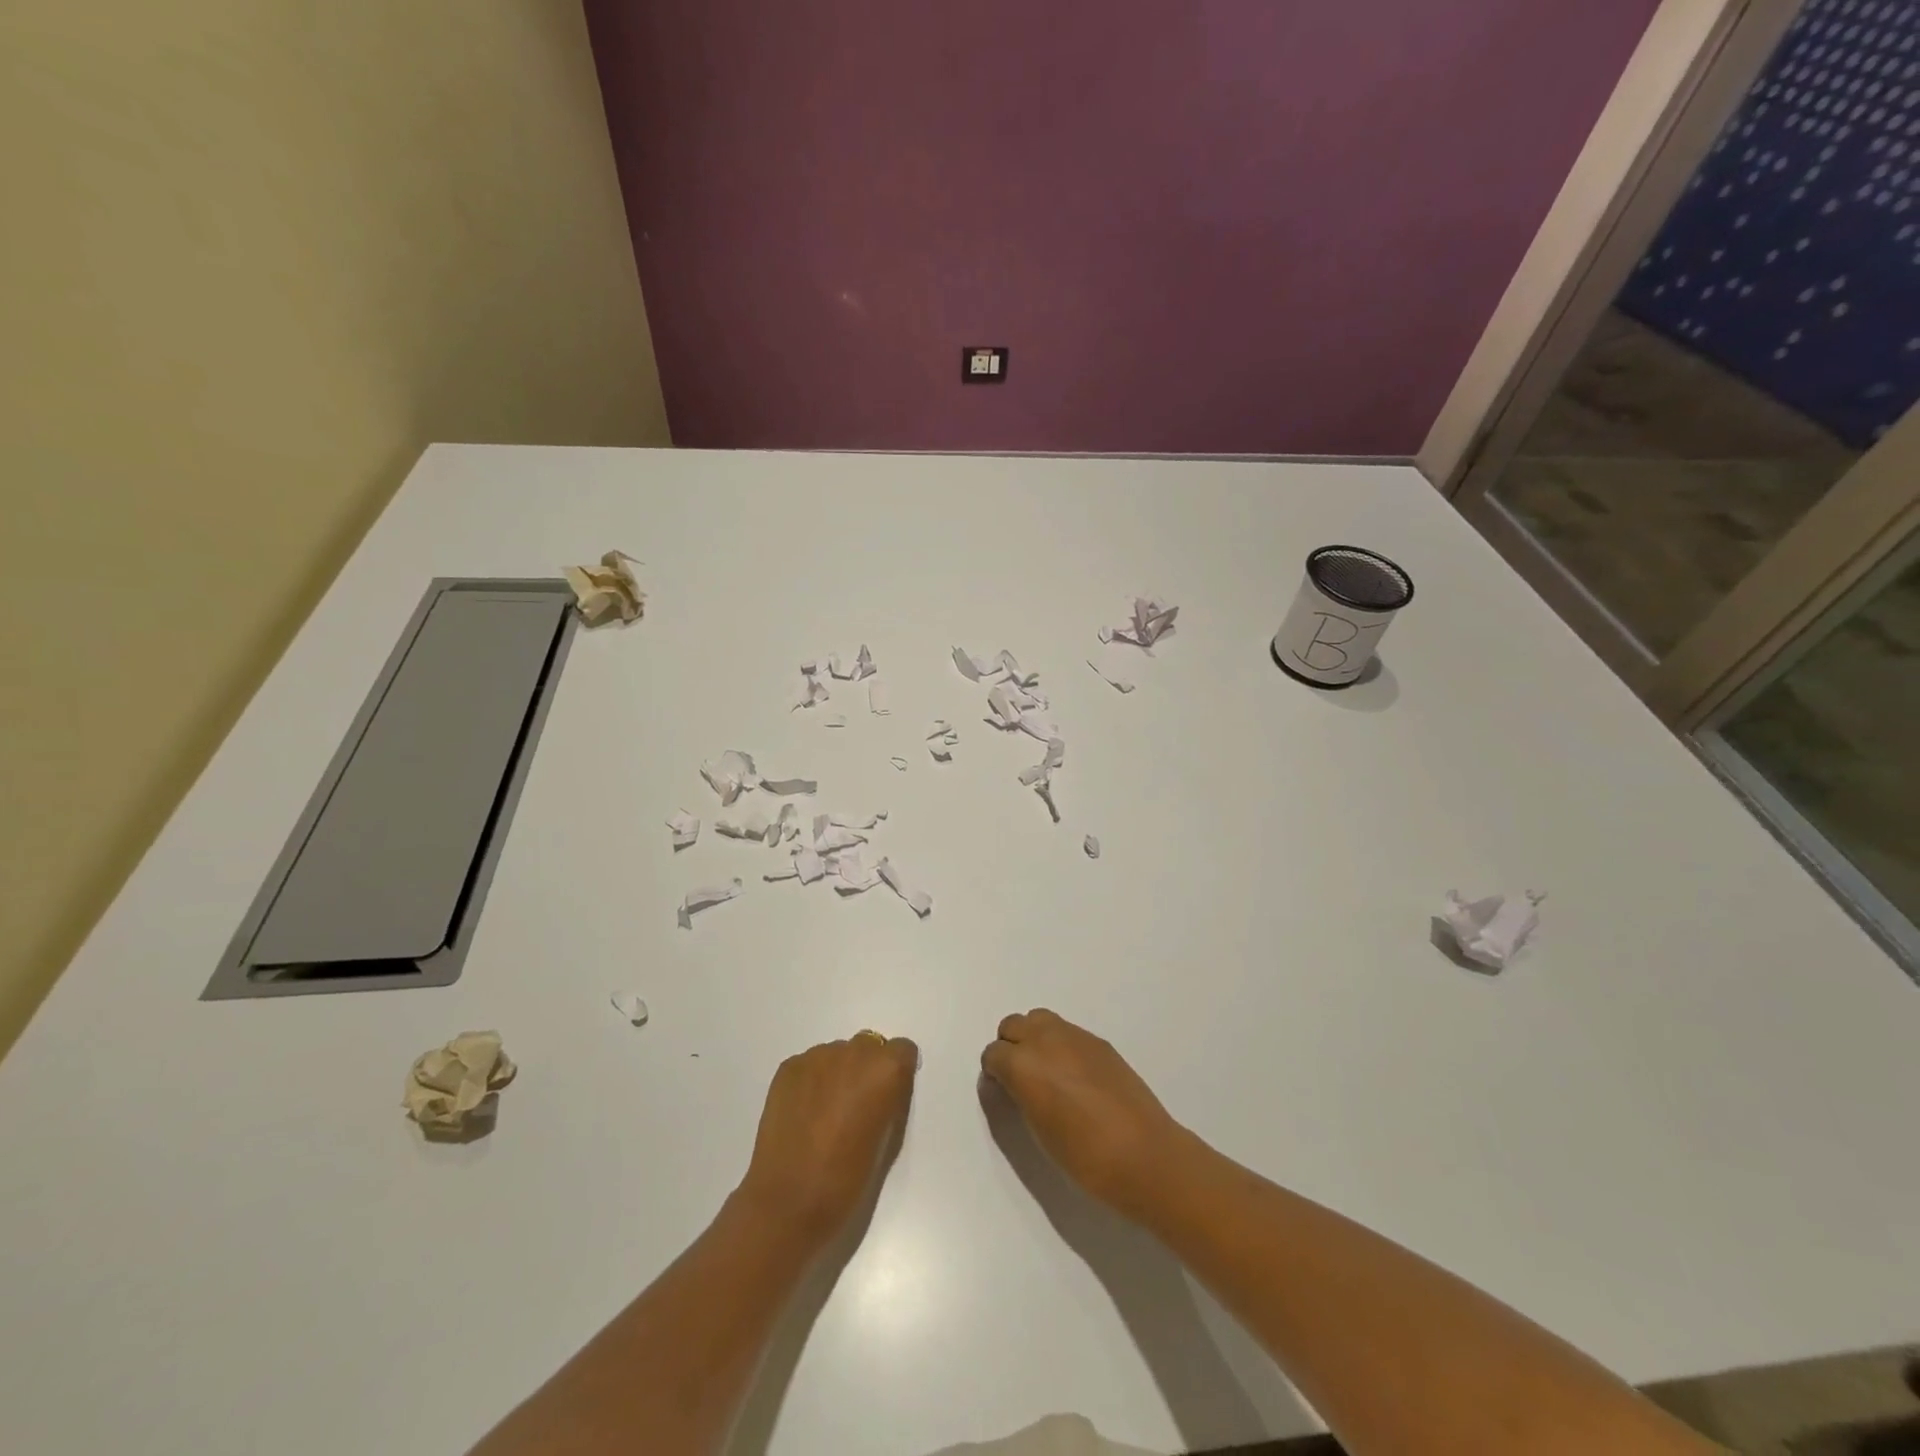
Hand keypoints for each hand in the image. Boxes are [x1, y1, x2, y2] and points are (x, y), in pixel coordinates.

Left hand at [737, 1033, 919, 1245]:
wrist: (788, 1201)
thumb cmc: (847, 1180)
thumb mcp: (887, 1140)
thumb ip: (889, 1101)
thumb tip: (882, 1090)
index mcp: (884, 1070)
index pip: (902, 1050)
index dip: (897, 1073)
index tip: (888, 1096)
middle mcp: (853, 1052)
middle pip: (868, 1047)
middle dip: (866, 1069)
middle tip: (856, 1106)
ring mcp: (816, 1057)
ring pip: (837, 1054)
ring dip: (838, 1074)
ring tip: (825, 1113)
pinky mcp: (788, 1068)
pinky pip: (810, 1065)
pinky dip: (812, 1082)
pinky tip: (804, 1114)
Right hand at [981, 1009, 1186, 1218]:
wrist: (1144, 1155)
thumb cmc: (1084, 1157)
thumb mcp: (1038, 1131)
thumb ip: (1020, 1098)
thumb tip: (1013, 1085)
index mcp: (1023, 1065)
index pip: (993, 1054)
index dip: (994, 1073)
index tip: (1002, 1091)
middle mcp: (1044, 1040)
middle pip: (1012, 1025)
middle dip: (1010, 1046)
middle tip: (1021, 1079)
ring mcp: (1074, 1036)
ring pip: (1039, 1019)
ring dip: (1034, 1038)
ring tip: (1047, 1072)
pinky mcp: (1098, 1041)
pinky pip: (1068, 1032)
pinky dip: (1061, 1045)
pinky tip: (1075, 1075)